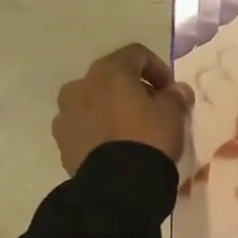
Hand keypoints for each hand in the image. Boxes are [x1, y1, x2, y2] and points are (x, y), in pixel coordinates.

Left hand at [52, 44, 193, 173]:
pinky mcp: (61, 140)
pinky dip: (98, 128)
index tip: (171, 90)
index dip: (158, 68)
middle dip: (132, 88)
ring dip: (111, 107)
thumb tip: (176, 90)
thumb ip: (175, 96)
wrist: (118, 184)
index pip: (136, 53)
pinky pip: (83, 125)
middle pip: (111, 76)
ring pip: (93, 101)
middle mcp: (81, 85)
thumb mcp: (173, 114)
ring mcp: (66, 113)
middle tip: (152, 107)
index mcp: (110, 72)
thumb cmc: (148, 138)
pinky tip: (115, 146)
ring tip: (130, 129)